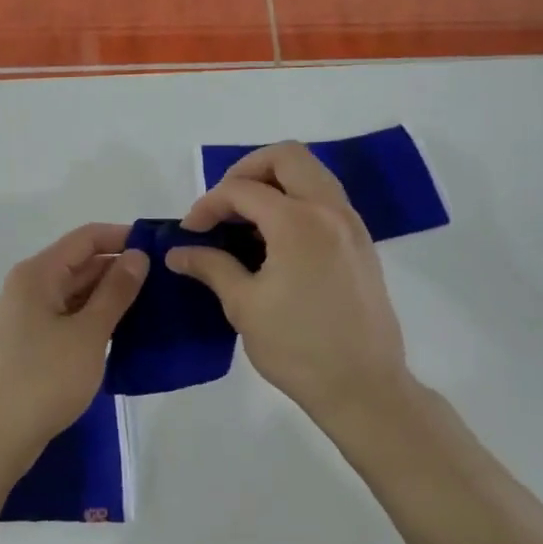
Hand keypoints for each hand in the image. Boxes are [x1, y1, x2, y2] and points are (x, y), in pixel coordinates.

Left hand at [0, 223, 147, 477]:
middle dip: (121, 267)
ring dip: (111, 293)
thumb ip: (116, 291)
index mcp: (38, 273)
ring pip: (77, 290)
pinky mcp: (33, 340)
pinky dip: (96, 316)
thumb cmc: (44, 380)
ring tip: (155, 302)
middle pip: (81, 262)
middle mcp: (30, 285)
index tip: (161, 248)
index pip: (87, 238)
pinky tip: (126, 328)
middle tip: (166, 279)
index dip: (123, 237)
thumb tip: (138, 255)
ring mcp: (29, 314)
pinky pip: (70, 314)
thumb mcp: (89, 333)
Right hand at [168, 143, 411, 427]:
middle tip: (224, 204)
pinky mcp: (361, 242)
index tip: (190, 231)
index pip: (243, 190)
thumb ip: (211, 267)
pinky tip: (276, 238)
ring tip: (247, 218)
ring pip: (312, 173)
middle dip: (247, 170)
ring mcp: (351, 224)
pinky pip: (326, 198)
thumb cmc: (298, 348)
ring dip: (275, 182)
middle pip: (287, 157)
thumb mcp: (244, 306)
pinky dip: (297, 200)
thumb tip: (178, 252)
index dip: (209, 204)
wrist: (364, 387)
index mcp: (298, 222)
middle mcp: (330, 210)